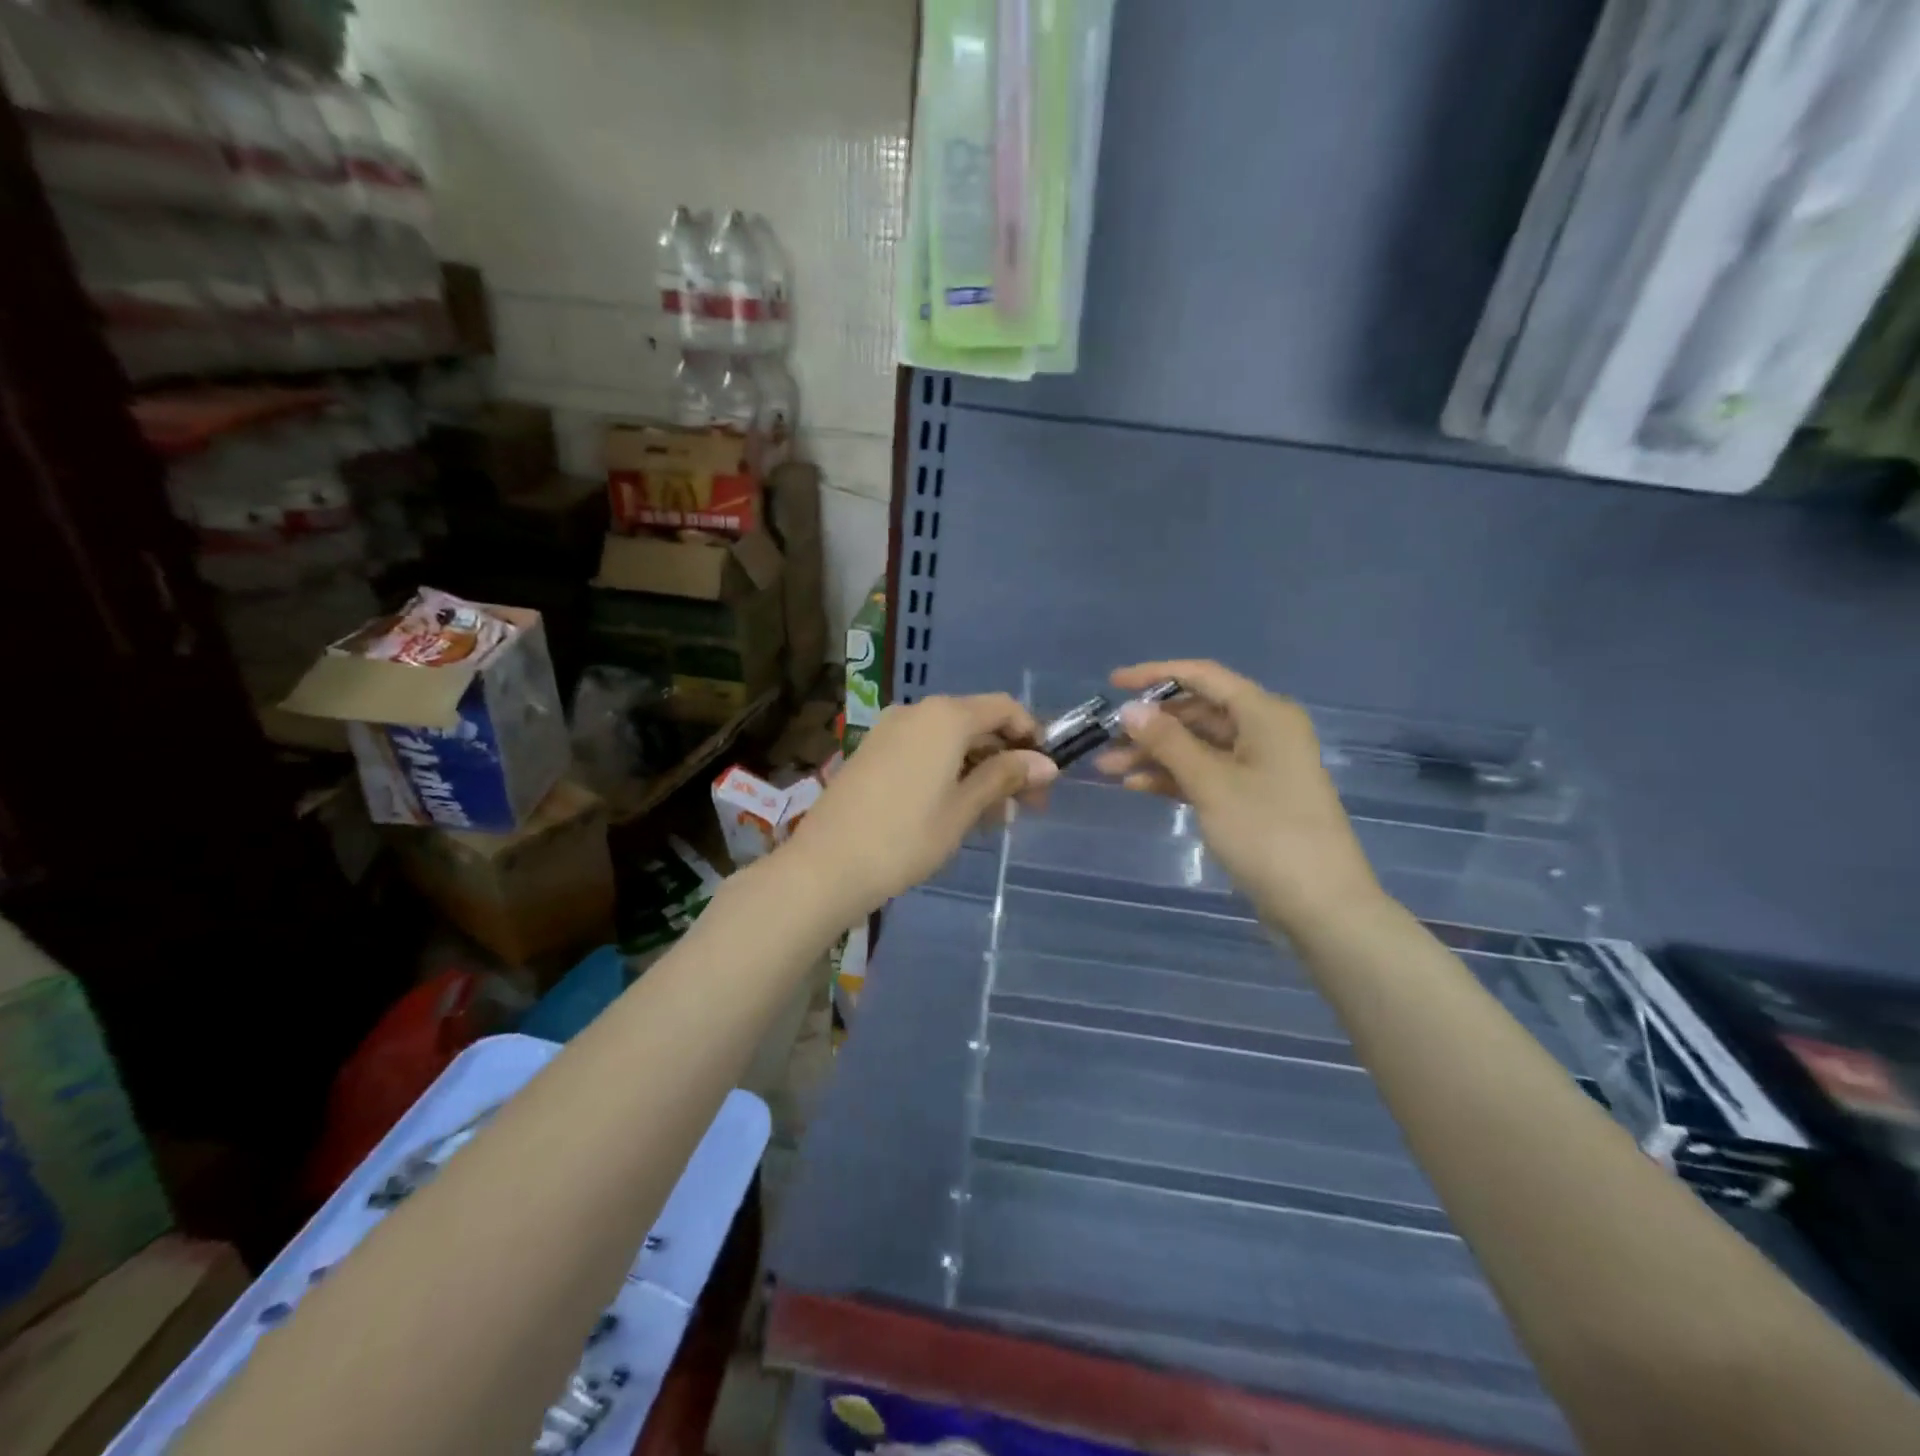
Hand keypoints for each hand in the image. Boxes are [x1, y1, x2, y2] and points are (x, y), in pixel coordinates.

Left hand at [790, 694, 1057, 916]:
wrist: (826, 865)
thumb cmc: (905, 837)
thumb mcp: (964, 809)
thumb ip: (1004, 777)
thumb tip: (1047, 763)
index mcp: (945, 717)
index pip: (1004, 708)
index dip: (1032, 735)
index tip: (1046, 775)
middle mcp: (917, 712)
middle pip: (977, 723)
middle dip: (1007, 760)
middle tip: (1025, 807)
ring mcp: (890, 730)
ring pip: (950, 741)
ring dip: (979, 771)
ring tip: (992, 818)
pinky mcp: (873, 752)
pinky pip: (924, 751)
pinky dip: (949, 773)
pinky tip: (957, 811)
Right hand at [1096, 660, 1380, 931]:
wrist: (1320, 905)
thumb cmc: (1267, 832)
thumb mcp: (1211, 783)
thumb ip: (1167, 742)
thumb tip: (1129, 708)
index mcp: (1264, 713)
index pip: (1203, 677)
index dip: (1155, 675)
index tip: (1112, 683)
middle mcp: (1264, 730)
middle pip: (1198, 713)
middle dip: (1150, 726)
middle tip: (1105, 741)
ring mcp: (1259, 766)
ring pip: (1198, 746)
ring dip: (1155, 755)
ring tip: (1109, 770)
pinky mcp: (1252, 797)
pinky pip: (1206, 774)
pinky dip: (1174, 777)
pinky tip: (1138, 787)